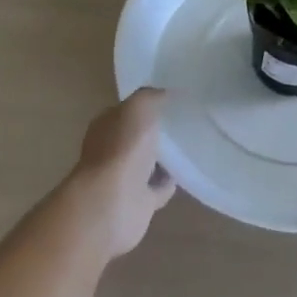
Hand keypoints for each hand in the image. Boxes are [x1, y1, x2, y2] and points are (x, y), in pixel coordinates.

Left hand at [67, 88, 177, 259]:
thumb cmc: (122, 148)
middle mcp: (111, 151)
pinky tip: (186, 171)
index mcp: (106, 126)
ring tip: (190, 144)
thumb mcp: (137, 108)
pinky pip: (158, 187)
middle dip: (156, 131)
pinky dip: (169, 181)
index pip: (126, 111)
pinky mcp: (138, 202)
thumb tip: (165, 93)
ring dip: (165, 157)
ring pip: (148, 163)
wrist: (113, 203)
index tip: (172, 99)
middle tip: (186, 121)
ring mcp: (124, 178)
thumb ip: (150, 97)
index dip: (146, 105)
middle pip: (137, 137)